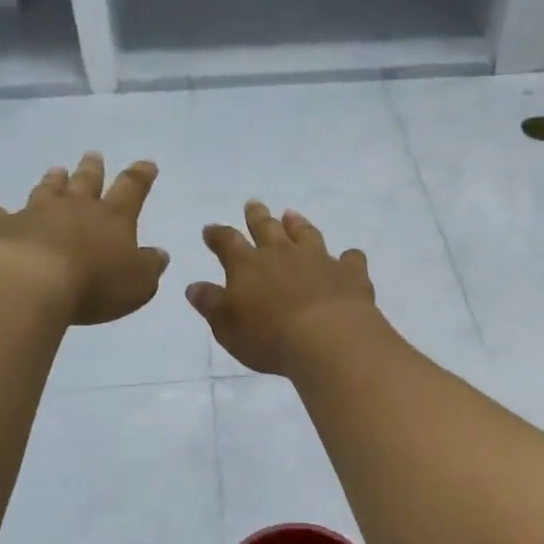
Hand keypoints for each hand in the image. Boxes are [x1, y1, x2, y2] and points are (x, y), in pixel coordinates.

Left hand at [0, 152, 169, 325]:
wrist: (33, 282)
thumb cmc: (95, 284)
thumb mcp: (138, 283)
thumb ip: (150, 266)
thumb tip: (159, 253)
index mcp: (113, 218)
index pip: (132, 189)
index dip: (141, 176)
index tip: (147, 163)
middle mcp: (76, 207)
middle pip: (87, 181)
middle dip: (93, 169)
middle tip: (93, 155)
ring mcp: (37, 213)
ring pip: (47, 189)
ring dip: (53, 180)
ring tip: (56, 170)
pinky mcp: (4, 226)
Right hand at [185, 201, 375, 374]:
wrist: (327, 339)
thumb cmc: (268, 337)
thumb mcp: (227, 326)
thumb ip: (211, 304)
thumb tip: (194, 286)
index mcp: (247, 265)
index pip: (227, 242)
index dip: (217, 235)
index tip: (210, 230)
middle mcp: (282, 254)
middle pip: (267, 227)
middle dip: (257, 216)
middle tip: (253, 204)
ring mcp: (319, 259)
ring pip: (306, 234)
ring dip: (297, 224)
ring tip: (292, 215)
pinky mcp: (349, 273)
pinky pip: (350, 259)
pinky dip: (348, 258)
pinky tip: (349, 259)